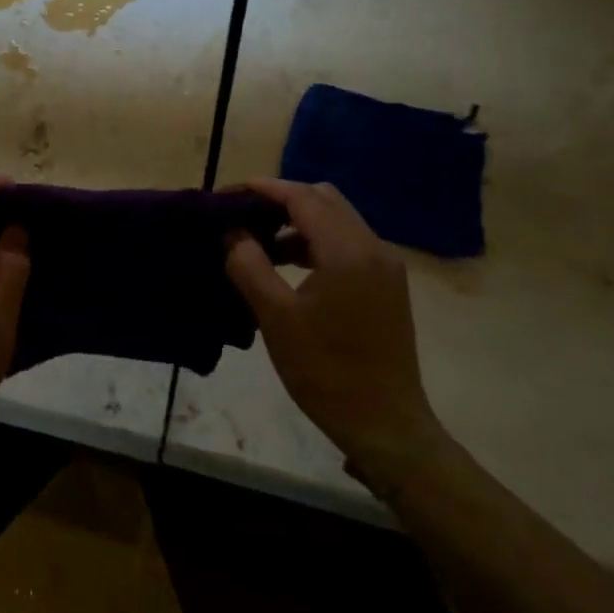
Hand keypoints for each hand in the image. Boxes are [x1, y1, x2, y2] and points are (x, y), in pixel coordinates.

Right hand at [225, 178, 443, 482]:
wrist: (384, 424)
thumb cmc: (325, 371)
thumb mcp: (275, 317)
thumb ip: (249, 265)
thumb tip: (233, 233)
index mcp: (348, 251)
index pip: (302, 197)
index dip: (262, 189)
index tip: (227, 195)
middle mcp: (373, 247)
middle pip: (323, 199)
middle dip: (280, 199)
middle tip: (242, 216)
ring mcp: (385, 266)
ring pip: (337, 219)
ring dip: (298, 221)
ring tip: (259, 242)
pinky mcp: (386, 284)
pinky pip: (347, 243)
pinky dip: (315, 241)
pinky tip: (288, 264)